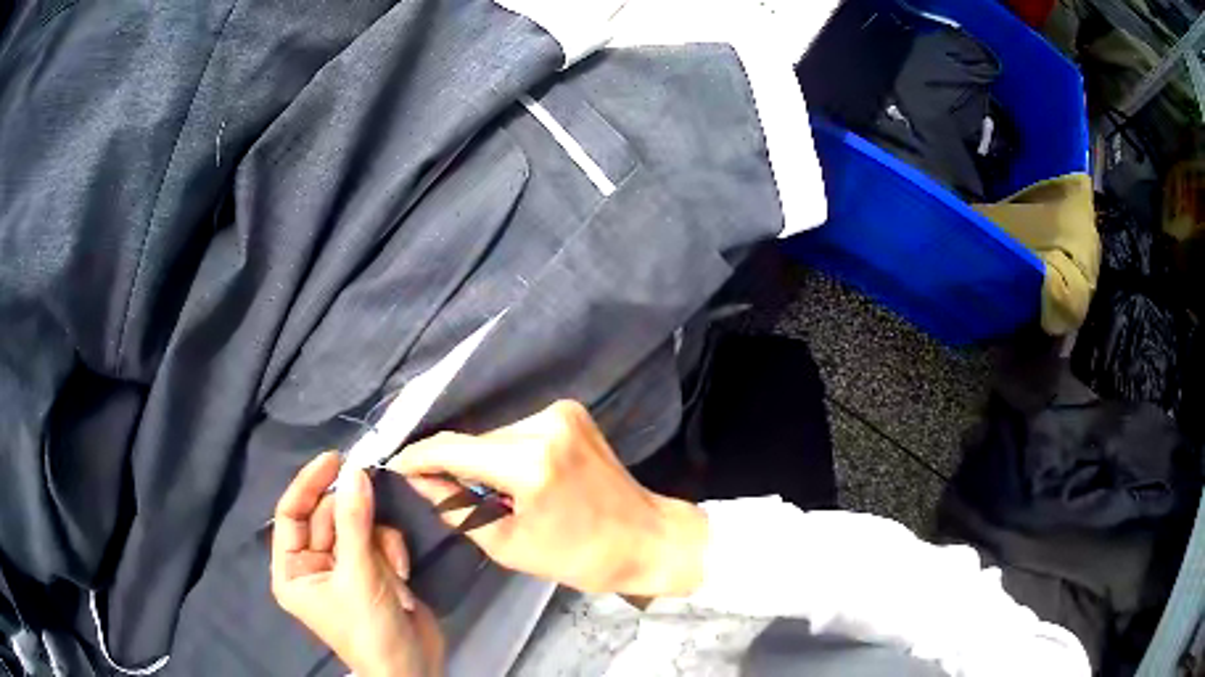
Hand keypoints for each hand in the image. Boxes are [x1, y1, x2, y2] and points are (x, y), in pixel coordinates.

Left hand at [271, 452, 443, 676]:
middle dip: (355, 519)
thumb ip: (355, 521)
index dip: (308, 484)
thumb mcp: (359, 576)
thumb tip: (355, 470)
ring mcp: (343, 567)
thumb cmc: (370, 630)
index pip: (290, 514)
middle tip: (375, 507)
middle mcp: (313, 564)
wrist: (414, 668)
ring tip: (392, 568)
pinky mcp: (370, 570)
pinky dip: (391, 551)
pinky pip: (377, 540)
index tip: (335, 458)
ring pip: (357, 525)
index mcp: (292, 569)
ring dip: (378, 541)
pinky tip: (401, 575)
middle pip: (328, 516)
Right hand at [389, 401, 708, 597]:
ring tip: (493, 494)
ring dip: (483, 460)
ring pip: (496, 435)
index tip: (396, 465)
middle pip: (476, 441)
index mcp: (530, 463)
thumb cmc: (580, 556)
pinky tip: (517, 478)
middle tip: (442, 492)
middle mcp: (545, 425)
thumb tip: (420, 481)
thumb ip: (457, 509)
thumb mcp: (509, 546)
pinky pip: (519, 431)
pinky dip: (507, 452)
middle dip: (454, 464)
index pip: (454, 449)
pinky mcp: (572, 413)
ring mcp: (562, 413)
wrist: (647, 538)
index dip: (420, 457)